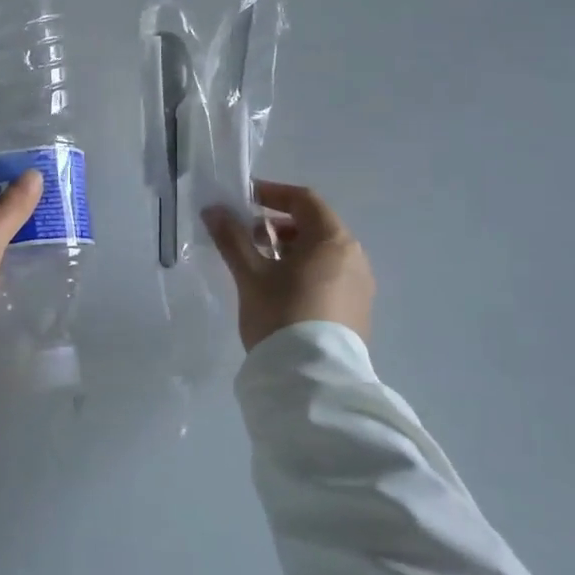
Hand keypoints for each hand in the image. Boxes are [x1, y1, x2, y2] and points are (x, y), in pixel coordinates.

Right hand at [203, 180, 374, 350]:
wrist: (313, 381)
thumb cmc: (281, 315)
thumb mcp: (251, 275)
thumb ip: (232, 238)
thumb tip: (213, 210)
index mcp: (333, 240)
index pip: (304, 200)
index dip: (272, 193)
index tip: (244, 200)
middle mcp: (355, 257)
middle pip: (315, 226)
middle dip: (279, 225)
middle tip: (248, 237)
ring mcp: (361, 286)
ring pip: (323, 254)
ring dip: (291, 250)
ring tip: (260, 267)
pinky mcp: (358, 312)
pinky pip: (331, 277)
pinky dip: (306, 272)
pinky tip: (282, 292)